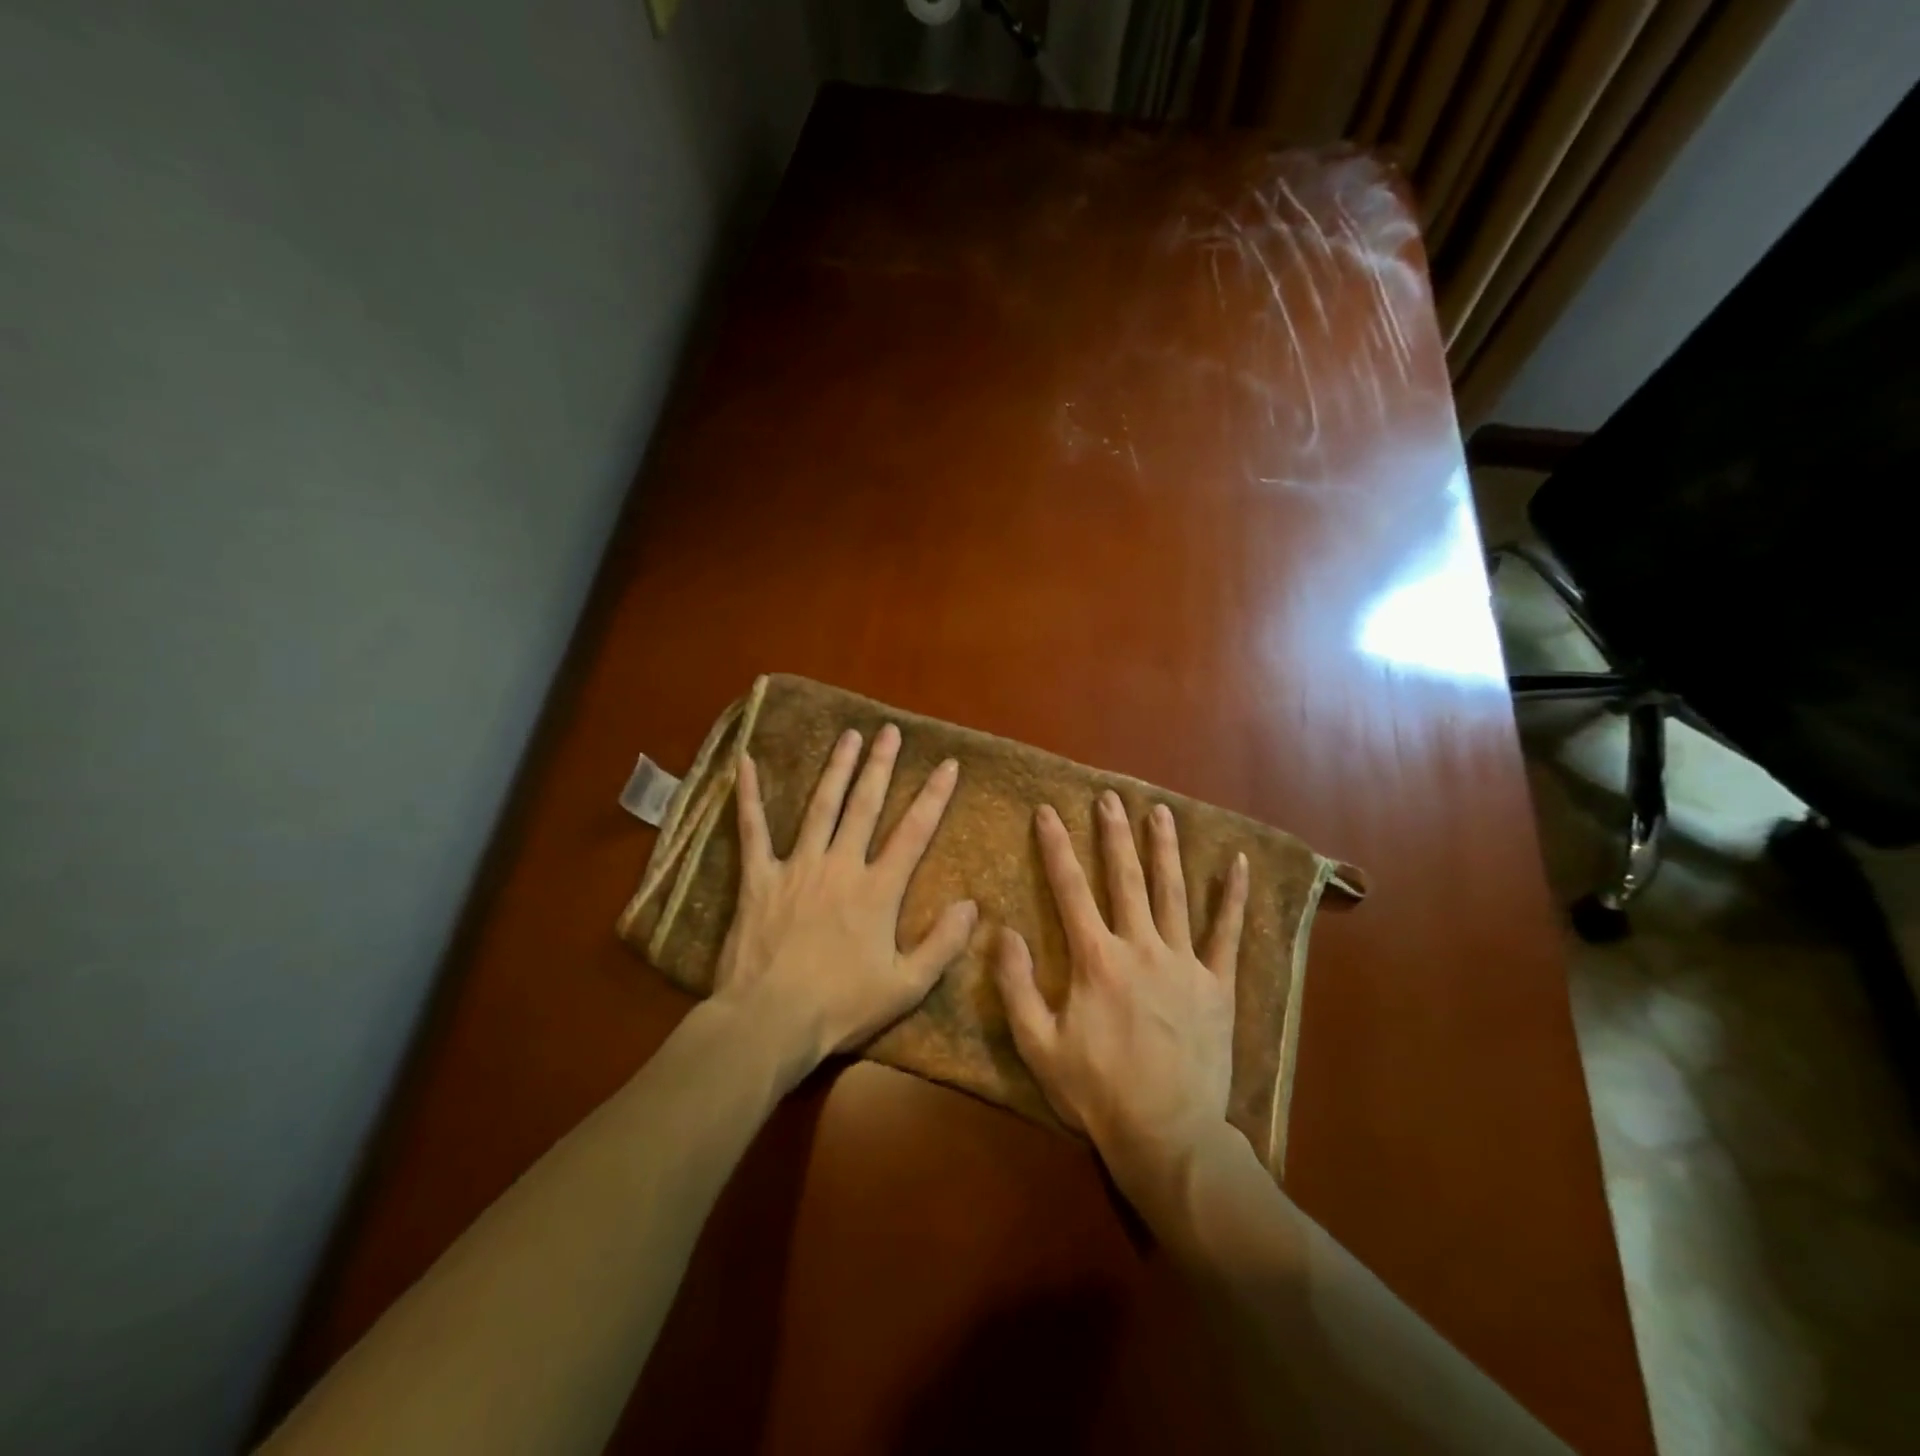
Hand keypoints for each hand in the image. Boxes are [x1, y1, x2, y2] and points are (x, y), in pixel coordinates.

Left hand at [712, 724, 976, 1074]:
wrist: (770, 1021)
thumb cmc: (840, 1007)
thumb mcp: (906, 986)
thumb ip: (942, 944)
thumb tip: (972, 905)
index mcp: (877, 889)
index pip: (914, 832)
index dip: (934, 796)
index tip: (947, 764)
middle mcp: (840, 865)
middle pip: (865, 806)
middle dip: (881, 766)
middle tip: (890, 731)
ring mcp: (797, 867)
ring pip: (820, 807)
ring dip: (836, 769)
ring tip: (849, 736)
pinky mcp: (758, 879)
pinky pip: (752, 830)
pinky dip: (748, 797)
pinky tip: (745, 764)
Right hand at [993, 791, 1248, 1207]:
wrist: (1167, 1135)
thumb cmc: (1097, 1091)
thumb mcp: (1038, 1045)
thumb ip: (1015, 985)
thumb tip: (1001, 930)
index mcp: (1096, 959)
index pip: (1069, 889)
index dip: (1055, 847)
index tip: (1047, 812)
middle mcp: (1140, 947)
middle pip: (1124, 879)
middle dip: (1114, 834)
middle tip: (1109, 797)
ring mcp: (1184, 963)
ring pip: (1173, 892)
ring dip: (1164, 849)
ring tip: (1159, 811)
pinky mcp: (1218, 984)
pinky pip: (1228, 933)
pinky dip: (1234, 897)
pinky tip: (1240, 863)